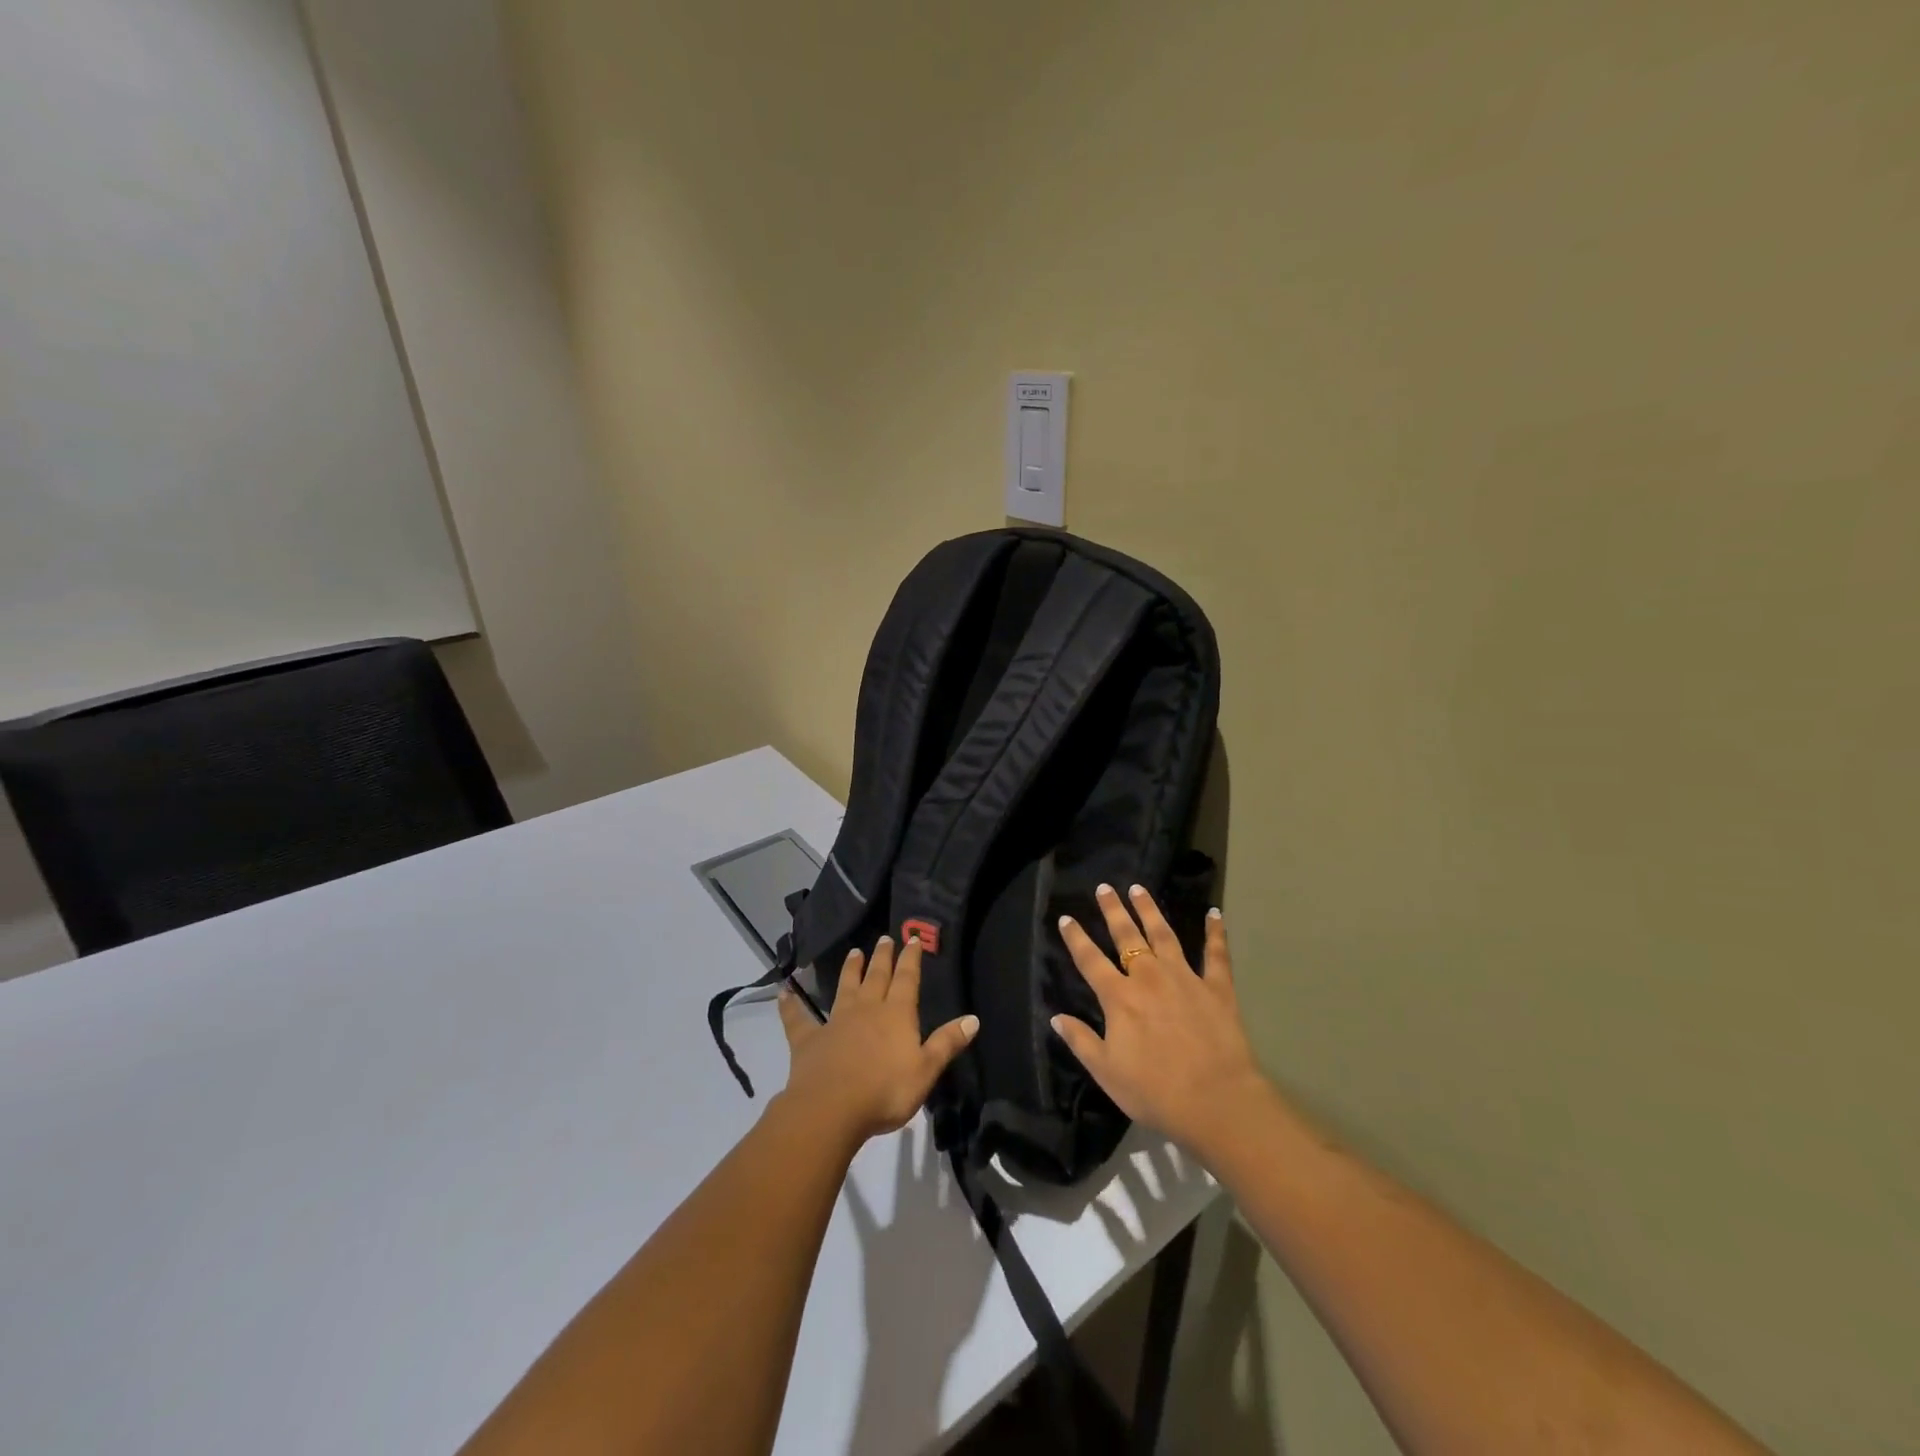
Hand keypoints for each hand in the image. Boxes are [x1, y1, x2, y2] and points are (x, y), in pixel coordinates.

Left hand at [777, 935, 978, 1147]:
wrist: (831, 1108)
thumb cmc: (885, 1092)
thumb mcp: (925, 1070)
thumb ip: (947, 1043)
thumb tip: (973, 1018)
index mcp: (896, 1014)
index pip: (907, 979)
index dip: (911, 959)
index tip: (912, 939)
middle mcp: (867, 1009)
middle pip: (877, 976)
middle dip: (882, 957)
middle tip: (884, 938)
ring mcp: (835, 1022)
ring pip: (845, 988)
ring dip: (850, 970)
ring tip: (854, 952)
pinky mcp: (809, 1040)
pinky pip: (798, 1017)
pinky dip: (791, 1004)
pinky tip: (784, 991)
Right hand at [1053, 884, 1266, 1157]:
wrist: (1215, 1102)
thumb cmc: (1155, 1091)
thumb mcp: (1106, 1072)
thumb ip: (1081, 1041)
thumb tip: (1056, 1017)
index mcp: (1119, 998)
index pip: (1090, 960)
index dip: (1076, 938)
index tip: (1066, 918)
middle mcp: (1149, 978)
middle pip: (1127, 936)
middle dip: (1113, 911)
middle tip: (1104, 888)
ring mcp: (1185, 978)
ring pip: (1164, 935)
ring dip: (1150, 910)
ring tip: (1139, 889)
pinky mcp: (1217, 988)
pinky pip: (1216, 954)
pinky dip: (1216, 932)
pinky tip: (1215, 913)